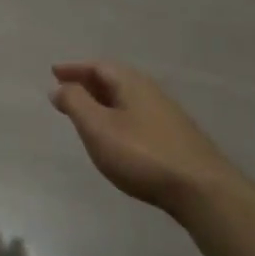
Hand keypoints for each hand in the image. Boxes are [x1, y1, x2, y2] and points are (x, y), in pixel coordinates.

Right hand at [49, 61, 236, 213]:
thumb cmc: (142, 154)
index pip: (99, 66)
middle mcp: (151, 92)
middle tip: (65, 89)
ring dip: (102, 100)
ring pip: (126, 98)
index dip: (74, 68)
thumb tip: (59, 87)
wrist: (201, 188)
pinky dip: (116, 116)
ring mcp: (166, 115)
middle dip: (87, 82)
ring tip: (84, 112)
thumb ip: (76, 104)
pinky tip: (114, 134)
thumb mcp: (98, 128)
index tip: (54, 72)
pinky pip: (136, 115)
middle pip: (114, 79)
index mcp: (132, 84)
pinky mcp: (173, 137)